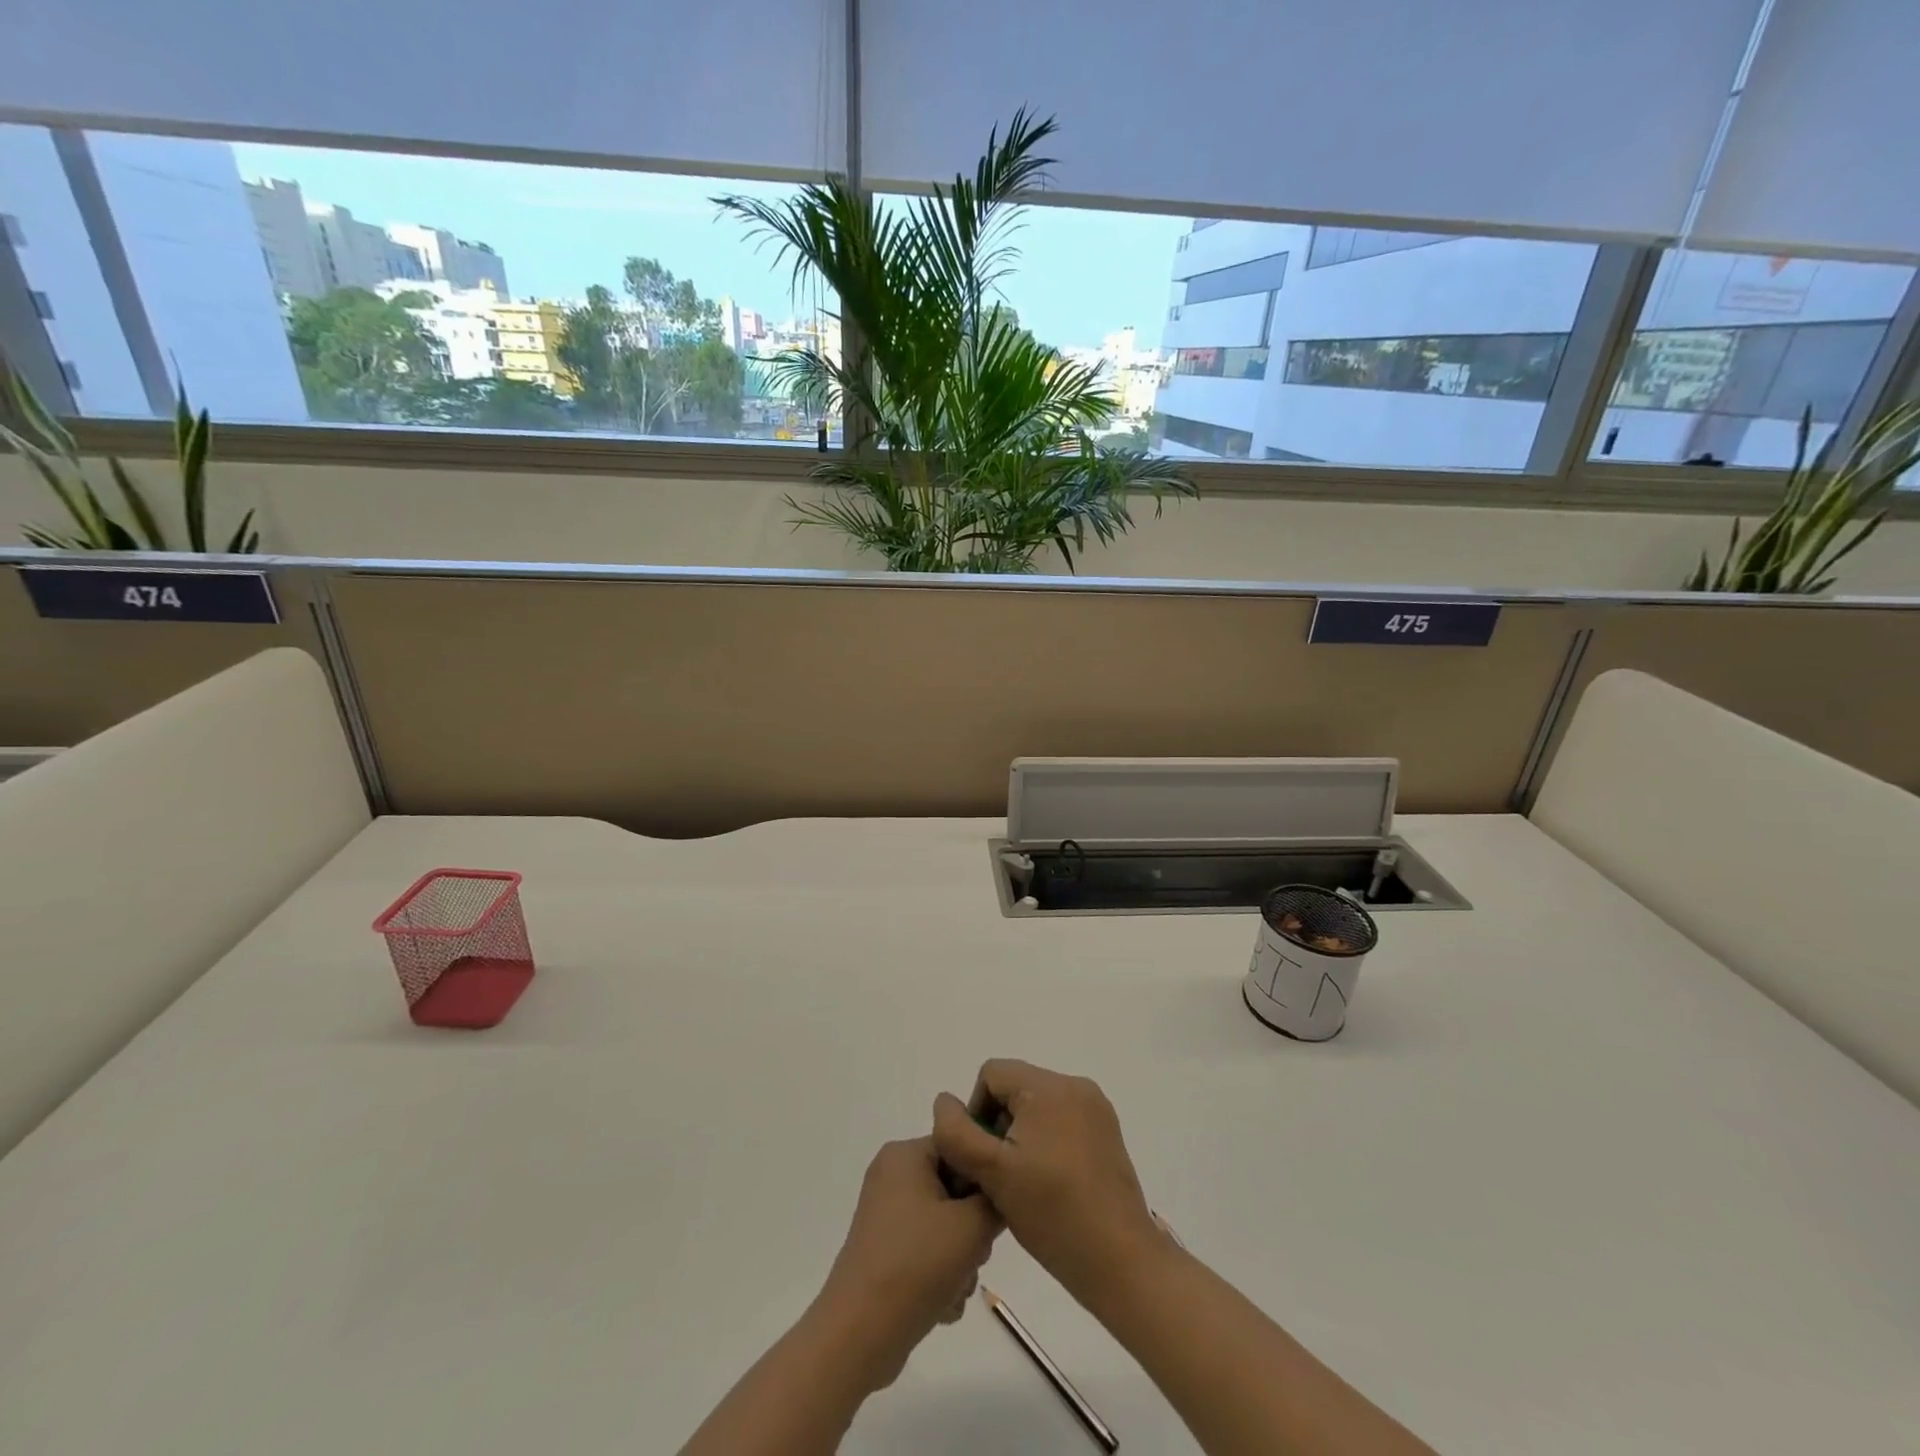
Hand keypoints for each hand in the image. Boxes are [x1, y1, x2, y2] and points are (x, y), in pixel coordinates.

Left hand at [810, 1137, 1001, 1391]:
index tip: (994, 1214)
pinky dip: (940, 1274)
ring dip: (960, 1258)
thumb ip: (996, 1200)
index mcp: (905, 1154)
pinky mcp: (883, 1250)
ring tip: (957, 1287)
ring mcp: (885, 1215)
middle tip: (975, 1255)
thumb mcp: (972, 1226)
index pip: (960, 1147)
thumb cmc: (917, 1264)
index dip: (984, 1180)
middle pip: (954, 1189)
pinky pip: (925, 1249)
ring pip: (944, 1225)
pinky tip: (943, 1304)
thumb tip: (999, 1196)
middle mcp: (892, 1175)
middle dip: (972, 1227)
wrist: (860, 1334)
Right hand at [931, 1060, 1160, 1303]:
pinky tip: (1048, 1185)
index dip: (976, 1112)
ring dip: (1021, 1136)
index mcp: (1049, 1086)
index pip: (992, 1074)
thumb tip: (944, 1102)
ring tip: (1023, 1184)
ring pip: (1037, 1107)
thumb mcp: (992, 1174)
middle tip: (1000, 1176)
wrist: (1120, 1262)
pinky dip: (1046, 1143)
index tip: (982, 1158)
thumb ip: (957, 1133)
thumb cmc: (1052, 1214)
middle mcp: (1076, 1085)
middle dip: (999, 1125)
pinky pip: (1061, 1121)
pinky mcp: (1107, 1132)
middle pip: (1016, 1088)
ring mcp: (1096, 1109)